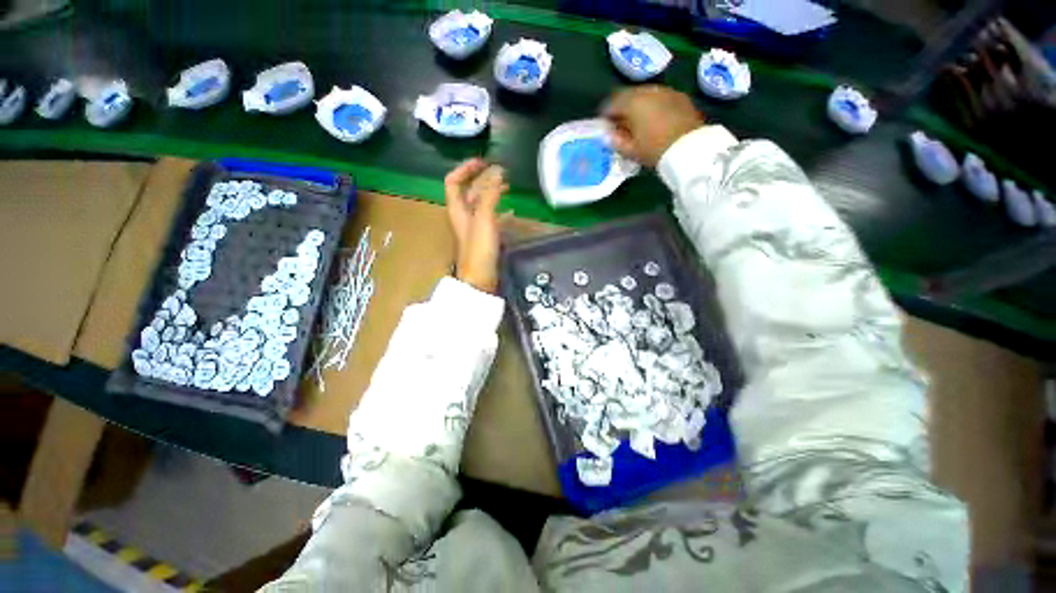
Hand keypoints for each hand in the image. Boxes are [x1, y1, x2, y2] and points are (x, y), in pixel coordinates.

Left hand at [445, 158, 507, 293]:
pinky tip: (512, 211)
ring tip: (508, 187)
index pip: (453, 181)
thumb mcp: (484, 218)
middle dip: (483, 179)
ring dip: (493, 193)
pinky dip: (501, 212)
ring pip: (482, 204)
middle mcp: (464, 216)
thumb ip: (490, 194)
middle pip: (470, 191)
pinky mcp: (485, 238)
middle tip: (502, 171)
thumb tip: (498, 171)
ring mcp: (475, 228)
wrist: (480, 279)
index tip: (483, 161)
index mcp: (457, 208)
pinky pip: (492, 219)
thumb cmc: (479, 248)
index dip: (465, 168)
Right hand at [602, 85, 704, 167]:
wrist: (691, 148)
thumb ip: (617, 141)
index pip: (612, 103)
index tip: (603, 123)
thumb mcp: (632, 150)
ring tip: (636, 121)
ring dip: (638, 105)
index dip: (605, 114)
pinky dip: (652, 105)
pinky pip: (659, 98)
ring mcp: (665, 92)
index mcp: (633, 103)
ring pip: (645, 94)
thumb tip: (609, 135)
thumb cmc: (655, 150)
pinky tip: (653, 119)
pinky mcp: (679, 97)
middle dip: (622, 107)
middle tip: (619, 122)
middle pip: (629, 95)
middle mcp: (648, 91)